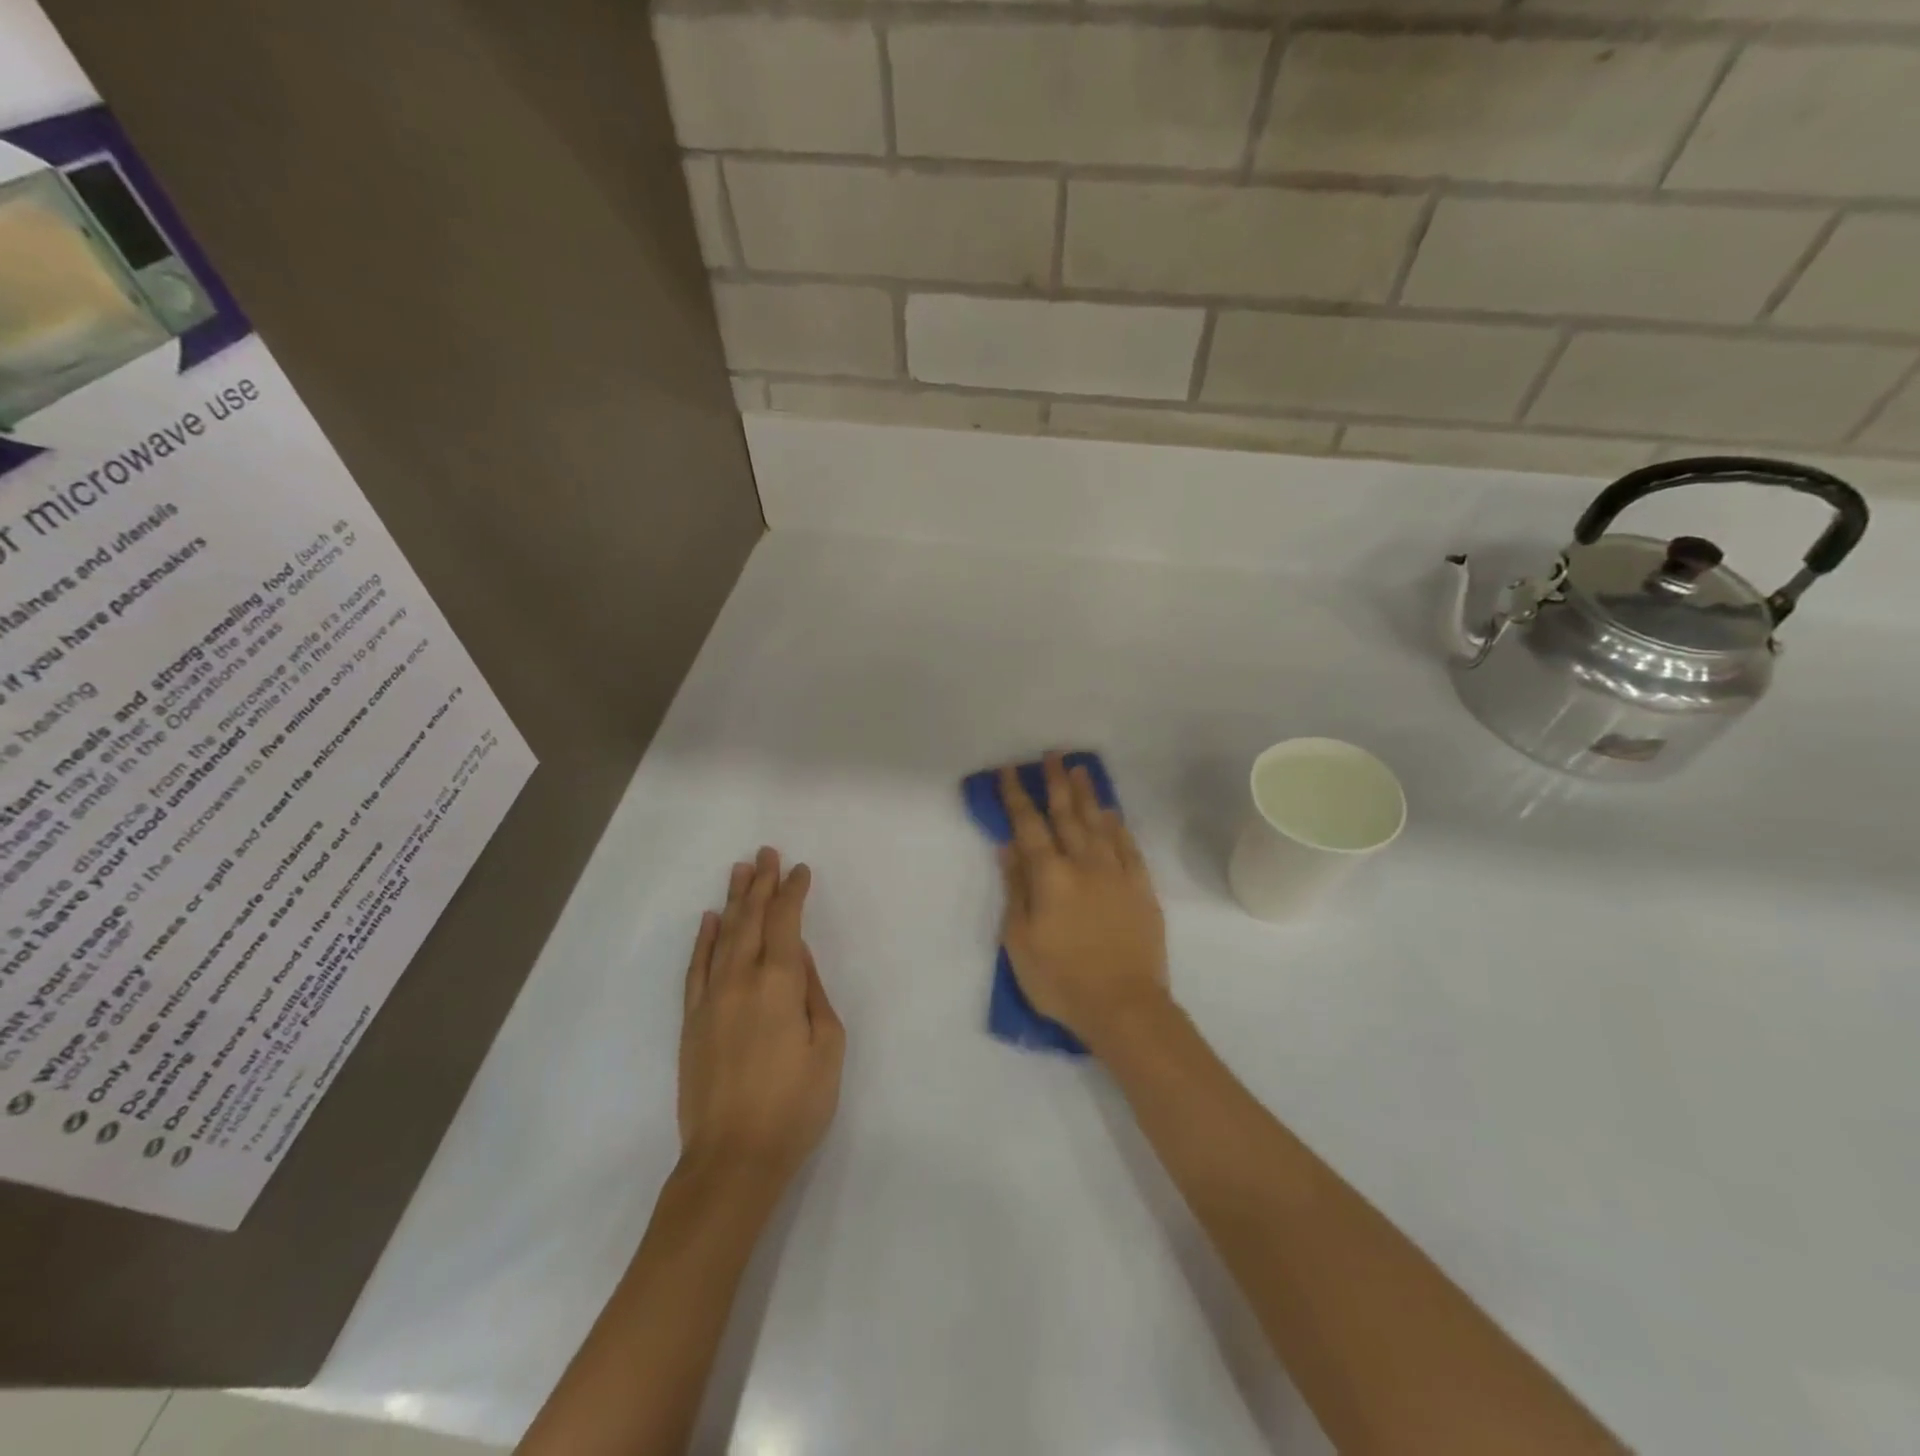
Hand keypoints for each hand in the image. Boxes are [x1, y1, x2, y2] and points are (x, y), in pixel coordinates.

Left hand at [678, 848, 844, 1190]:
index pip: (785, 923)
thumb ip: (813, 993)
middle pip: (751, 920)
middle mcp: (741, 980)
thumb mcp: (828, 1047)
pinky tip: (709, 920)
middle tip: (765, 852)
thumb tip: (796, 956)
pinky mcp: (692, 1022)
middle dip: (760, 883)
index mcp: (779, 984)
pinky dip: (703, 940)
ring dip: (733, 901)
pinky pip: (696, 969)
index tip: (800, 869)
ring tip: (739, 870)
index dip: (792, 892)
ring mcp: (711, 1000)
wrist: (732, 1160)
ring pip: (723, 937)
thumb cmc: (795, 1105)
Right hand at [998, 753, 1169, 1049]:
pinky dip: (1118, 826)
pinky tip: (1111, 814)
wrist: (1125, 1007)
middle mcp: (1084, 864)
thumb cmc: (1061, 979)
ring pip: (1099, 824)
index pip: (1028, 826)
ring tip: (1080, 770)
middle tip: (1052, 755)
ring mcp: (1117, 874)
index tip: (1009, 771)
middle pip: (1067, 814)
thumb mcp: (1020, 941)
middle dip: (1056, 783)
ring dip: (1087, 795)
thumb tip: (1008, 848)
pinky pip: (1128, 847)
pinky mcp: (1141, 888)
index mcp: (1050, 876)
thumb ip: (1016, 890)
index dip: (1017, 796)